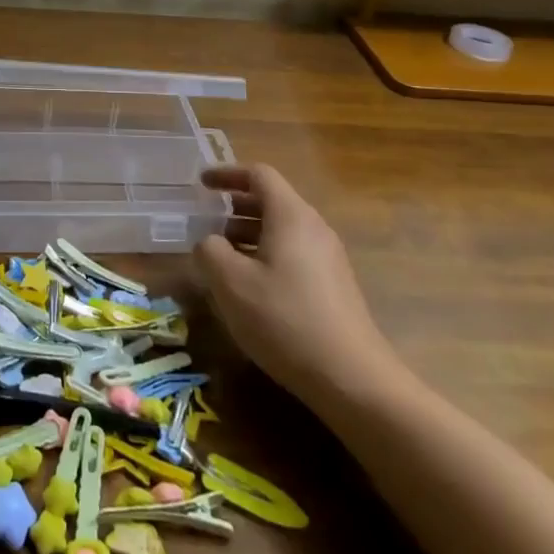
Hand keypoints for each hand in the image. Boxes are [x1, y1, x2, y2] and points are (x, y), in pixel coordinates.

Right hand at [196, 163, 404, 412]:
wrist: (353, 379)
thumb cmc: (284, 319)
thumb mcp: (230, 282)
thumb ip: (209, 250)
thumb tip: (209, 243)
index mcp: (291, 215)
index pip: (259, 175)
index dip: (227, 174)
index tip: (201, 183)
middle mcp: (313, 228)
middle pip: (272, 201)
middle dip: (235, 207)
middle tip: (206, 221)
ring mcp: (328, 258)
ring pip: (282, 230)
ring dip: (248, 234)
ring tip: (221, 256)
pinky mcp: (333, 287)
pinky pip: (293, 254)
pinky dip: (266, 255)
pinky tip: (250, 288)